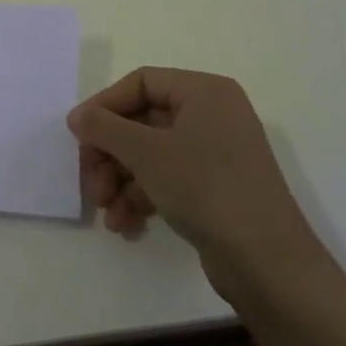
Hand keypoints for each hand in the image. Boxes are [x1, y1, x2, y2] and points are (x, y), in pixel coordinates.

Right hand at [68, 68, 319, 302]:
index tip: (77, 135)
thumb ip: (104, 127)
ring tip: (106, 209)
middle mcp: (213, 115)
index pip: (141, 83)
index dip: (104, 106)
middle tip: (89, 181)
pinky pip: (168, 178)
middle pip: (142, 121)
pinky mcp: (215, 188)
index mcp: (205, 92)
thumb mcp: (146, 152)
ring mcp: (216, 153)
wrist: (267, 263)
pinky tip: (124, 223)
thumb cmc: (205, 188)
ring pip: (151, 153)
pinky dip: (142, 196)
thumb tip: (78, 117)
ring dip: (121, 179)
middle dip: (110, 153)